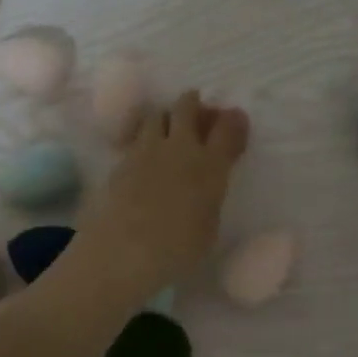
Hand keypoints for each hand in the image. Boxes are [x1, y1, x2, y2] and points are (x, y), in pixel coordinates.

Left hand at [74, 90, 249, 300]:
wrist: (125, 251)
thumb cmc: (178, 249)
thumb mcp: (209, 226)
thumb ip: (210, 196)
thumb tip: (206, 184)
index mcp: (210, 165)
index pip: (227, 129)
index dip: (234, 120)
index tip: (235, 119)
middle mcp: (180, 148)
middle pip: (187, 107)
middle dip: (193, 104)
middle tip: (196, 111)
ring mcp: (147, 150)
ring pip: (156, 115)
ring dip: (166, 118)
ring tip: (167, 131)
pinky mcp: (122, 161)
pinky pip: (137, 138)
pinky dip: (145, 140)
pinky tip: (145, 157)